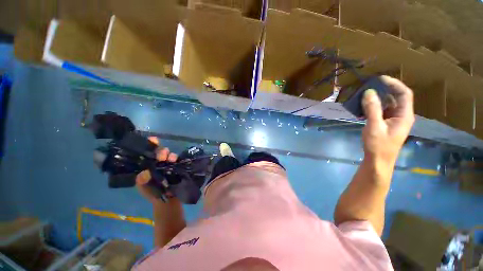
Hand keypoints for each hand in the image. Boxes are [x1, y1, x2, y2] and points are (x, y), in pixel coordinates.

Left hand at [135, 137, 177, 204]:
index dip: (150, 144)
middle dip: (161, 151)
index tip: (154, 139)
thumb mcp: (144, 188)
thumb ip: (142, 181)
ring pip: (170, 154)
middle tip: (162, 156)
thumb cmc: (153, 193)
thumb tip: (145, 173)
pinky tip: (176, 160)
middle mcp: (158, 162)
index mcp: (148, 165)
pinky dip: (177, 158)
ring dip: (170, 155)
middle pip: (160, 151)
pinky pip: (178, 160)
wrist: (168, 200)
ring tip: (171, 159)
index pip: (148, 152)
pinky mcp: (177, 166)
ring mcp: (168, 164)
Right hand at [362, 76, 414, 165]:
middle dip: (383, 90)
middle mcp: (401, 115)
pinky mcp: (385, 124)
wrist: (378, 161)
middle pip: (396, 97)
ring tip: (363, 96)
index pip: (404, 94)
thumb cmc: (378, 145)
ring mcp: (393, 120)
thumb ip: (372, 109)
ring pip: (387, 104)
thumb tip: (369, 92)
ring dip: (376, 99)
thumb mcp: (374, 126)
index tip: (380, 79)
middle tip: (368, 87)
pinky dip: (372, 107)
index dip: (394, 84)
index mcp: (404, 115)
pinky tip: (363, 108)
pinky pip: (381, 111)